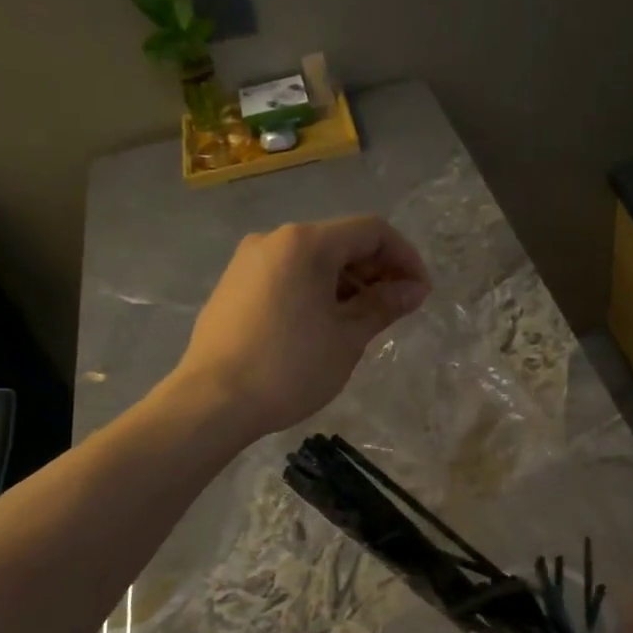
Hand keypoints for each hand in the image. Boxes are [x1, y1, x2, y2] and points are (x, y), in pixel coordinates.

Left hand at [174, 216, 430, 438]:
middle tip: (397, 309)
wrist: (212, 402)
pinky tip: (324, 324)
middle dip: (376, 270)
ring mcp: (249, 261)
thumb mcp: (347, 338)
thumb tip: (414, 289)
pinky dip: (316, 289)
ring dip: (347, 282)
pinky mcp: (234, 284)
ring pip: (313, 259)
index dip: (405, 257)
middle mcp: (275, 239)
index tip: (420, 293)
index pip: (371, 231)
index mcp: (306, 243)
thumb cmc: (288, 368)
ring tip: (363, 321)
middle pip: (341, 241)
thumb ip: (384, 305)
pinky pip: (287, 274)